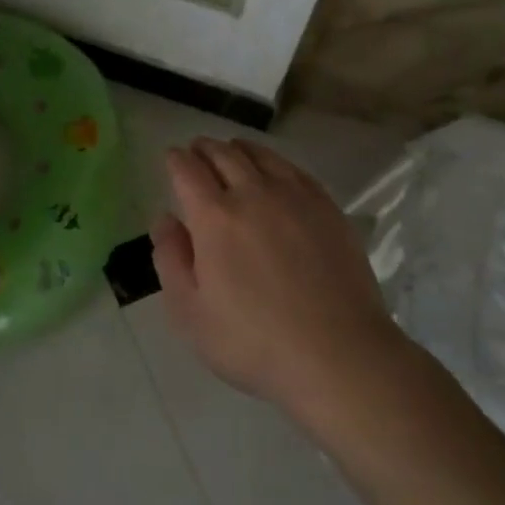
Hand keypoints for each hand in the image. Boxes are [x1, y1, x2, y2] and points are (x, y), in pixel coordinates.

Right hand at [152, 137, 404, 421]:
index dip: (175, 159)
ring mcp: (295, 197)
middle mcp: (253, 193)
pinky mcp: (327, 208)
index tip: (171, 158)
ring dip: (238, 149)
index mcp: (214, 216)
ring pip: (260, 155)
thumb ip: (170, 260)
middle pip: (223, 154)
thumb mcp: (190, 313)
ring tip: (231, 152)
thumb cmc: (254, 341)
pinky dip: (274, 162)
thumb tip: (166, 219)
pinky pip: (294, 169)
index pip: (187, 170)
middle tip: (196, 151)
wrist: (339, 355)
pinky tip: (274, 171)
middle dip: (204, 148)